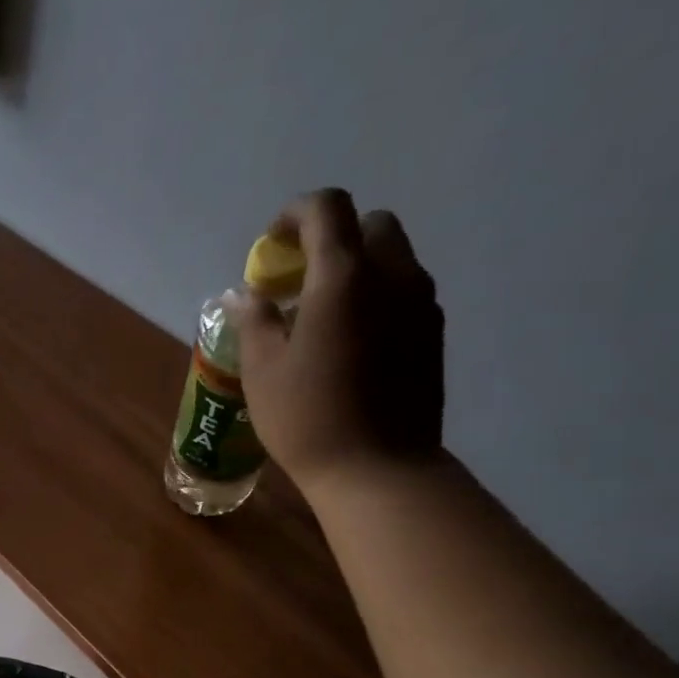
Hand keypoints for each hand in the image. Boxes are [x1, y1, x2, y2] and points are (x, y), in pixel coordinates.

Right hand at [238, 189, 445, 491]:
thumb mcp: (262, 371)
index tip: (272, 244)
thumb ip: (255, 321)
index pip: (327, 210)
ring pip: (393, 257)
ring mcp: (420, 303)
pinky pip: (404, 291)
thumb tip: (247, 294)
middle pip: (370, 225)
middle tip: (299, 281)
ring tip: (322, 314)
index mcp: (342, 278)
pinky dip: (376, 296)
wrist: (377, 467)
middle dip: (332, 239)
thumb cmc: (307, 418)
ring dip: (357, 268)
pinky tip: (350, 341)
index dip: (295, 215)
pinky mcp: (432, 332)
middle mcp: (391, 275)